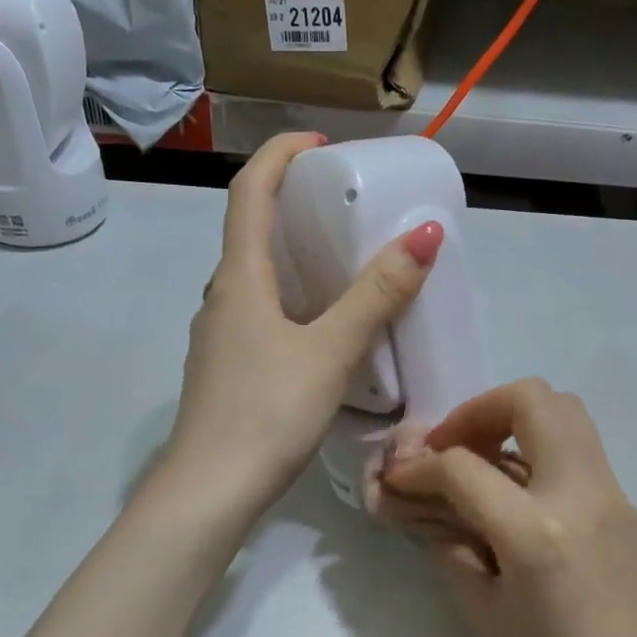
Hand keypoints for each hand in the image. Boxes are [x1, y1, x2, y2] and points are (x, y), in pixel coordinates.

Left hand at [164, 132, 443, 518]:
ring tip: (342, 262)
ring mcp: (219, 336)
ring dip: (292, 256)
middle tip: (343, 204)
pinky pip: (259, 313)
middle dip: (291, 204)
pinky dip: (291, 299)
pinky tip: (322, 327)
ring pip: (255, 278)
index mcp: (239, 279)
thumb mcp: (330, 351)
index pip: (248, 192)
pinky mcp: (227, 369)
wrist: (209, 492)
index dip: (279, 155)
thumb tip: (426, 235)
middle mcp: (221, 298)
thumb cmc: (266, 412)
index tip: (320, 143)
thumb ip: (377, 296)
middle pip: (250, 231)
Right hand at [380, 378, 636, 636]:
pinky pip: (579, 449)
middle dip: (479, 411)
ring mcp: (611, 495)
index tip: (401, 477)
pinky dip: (540, 448)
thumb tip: (421, 504)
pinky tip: (517, 492)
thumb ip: (448, 545)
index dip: (421, 466)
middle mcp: (580, 494)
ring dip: (515, 420)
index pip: (464, 467)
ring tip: (483, 463)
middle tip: (455, 448)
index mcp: (536, 532)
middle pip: (531, 400)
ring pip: (565, 411)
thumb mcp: (483, 612)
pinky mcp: (625, 506)